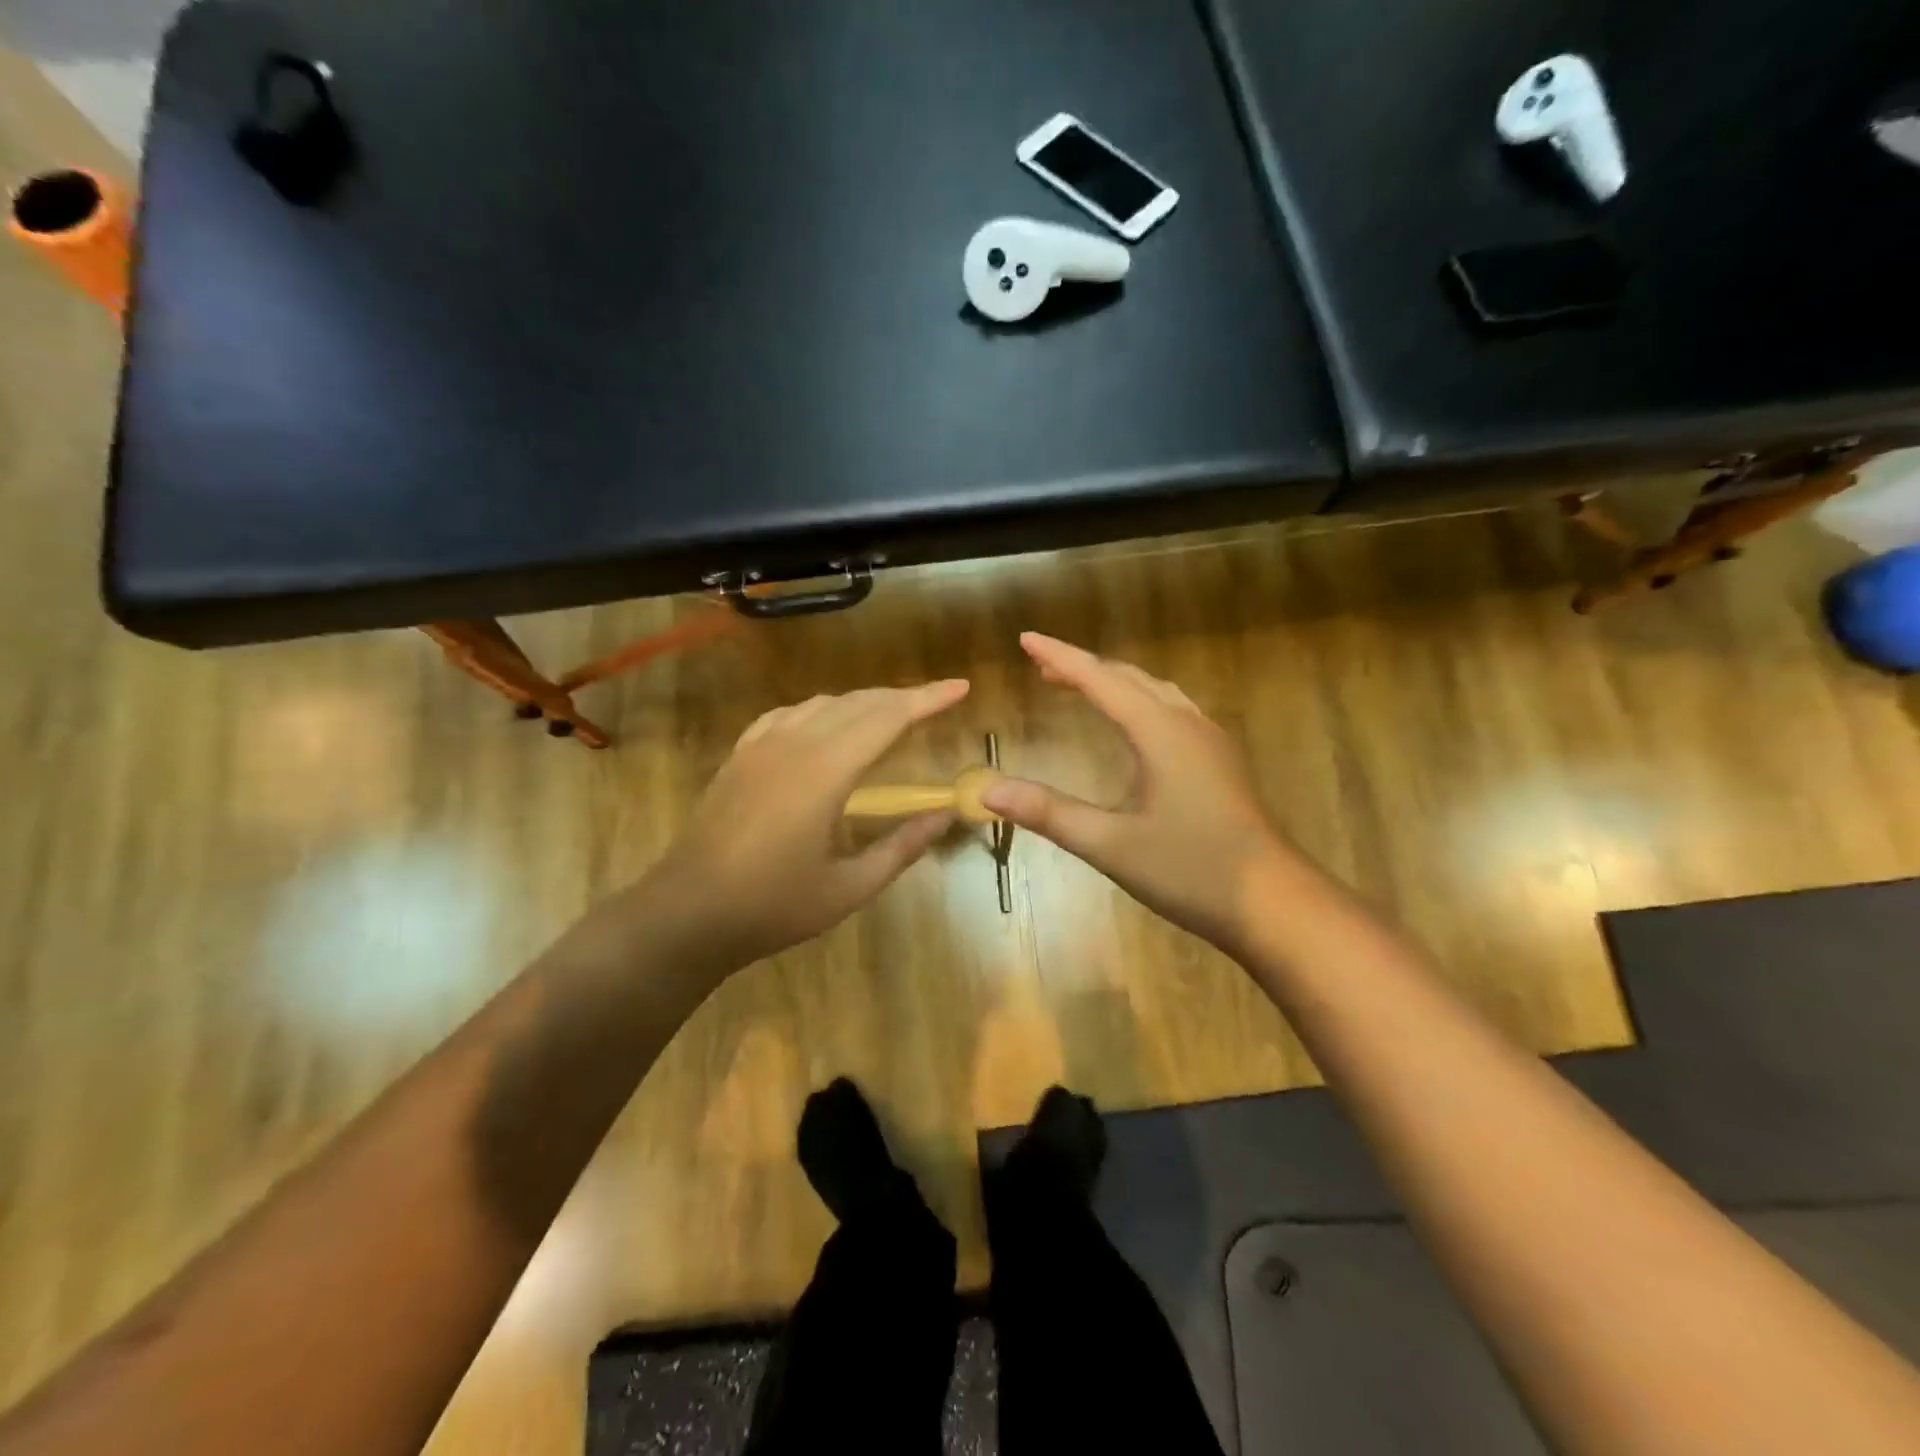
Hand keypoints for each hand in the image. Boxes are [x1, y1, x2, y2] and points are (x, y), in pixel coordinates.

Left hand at [641, 680, 970, 968]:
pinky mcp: (741, 755)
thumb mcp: (850, 887)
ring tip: (891, 715)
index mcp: (826, 771)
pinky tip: (827, 726)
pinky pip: (789, 714)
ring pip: (823, 703)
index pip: (888, 718)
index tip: (961, 687)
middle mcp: (795, 743)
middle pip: (858, 703)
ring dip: (863, 702)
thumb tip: (946, 814)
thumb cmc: (774, 905)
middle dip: (902, 697)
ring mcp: (761, 745)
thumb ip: (902, 846)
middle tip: (936, 702)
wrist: (688, 912)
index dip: (928, 699)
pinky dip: (822, 711)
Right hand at [982, 633, 1292, 955]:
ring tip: (1078, 687)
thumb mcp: (1111, 845)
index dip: (1059, 657)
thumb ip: (1049, 813)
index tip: (1025, 638)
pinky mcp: (1220, 761)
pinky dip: (1139, 701)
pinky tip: (1133, 725)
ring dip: (1113, 682)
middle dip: (1082, 668)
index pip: (1099, 679)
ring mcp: (1210, 741)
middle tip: (1041, 668)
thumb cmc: (1192, 870)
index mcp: (1160, 733)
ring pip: (1154, 691)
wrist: (1274, 903)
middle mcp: (1187, 724)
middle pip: (1128, 678)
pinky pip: (1172, 710)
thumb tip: (987, 791)